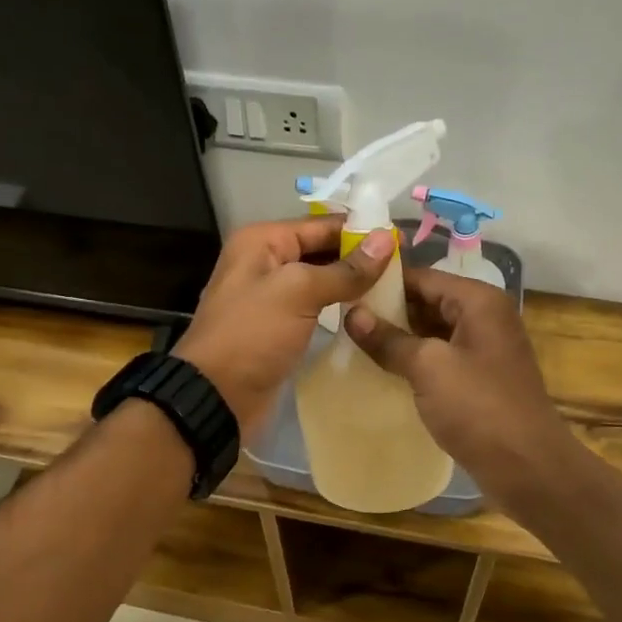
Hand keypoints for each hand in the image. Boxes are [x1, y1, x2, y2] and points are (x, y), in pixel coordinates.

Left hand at [173, 216, 395, 436]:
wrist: (216, 396)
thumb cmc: (252, 335)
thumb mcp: (298, 293)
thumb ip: (344, 269)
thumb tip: (386, 240)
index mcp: (262, 241)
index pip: (322, 225)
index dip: (361, 232)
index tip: (403, 243)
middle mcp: (265, 262)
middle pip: (322, 251)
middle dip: (360, 259)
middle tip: (405, 271)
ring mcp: (272, 297)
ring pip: (321, 281)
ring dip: (353, 286)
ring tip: (396, 292)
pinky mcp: (279, 328)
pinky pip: (315, 308)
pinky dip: (339, 309)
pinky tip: (369, 316)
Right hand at [344, 268, 575, 500]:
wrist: (527, 467)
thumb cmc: (479, 408)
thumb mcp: (429, 368)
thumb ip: (389, 339)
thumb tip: (352, 315)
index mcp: (479, 302)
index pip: (423, 277)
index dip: (383, 281)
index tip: (344, 289)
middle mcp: (485, 318)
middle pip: (429, 301)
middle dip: (388, 310)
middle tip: (342, 318)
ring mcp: (484, 350)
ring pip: (433, 332)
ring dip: (399, 337)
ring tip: (353, 342)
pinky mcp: (480, 380)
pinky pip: (441, 359)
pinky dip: (414, 361)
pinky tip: (382, 370)